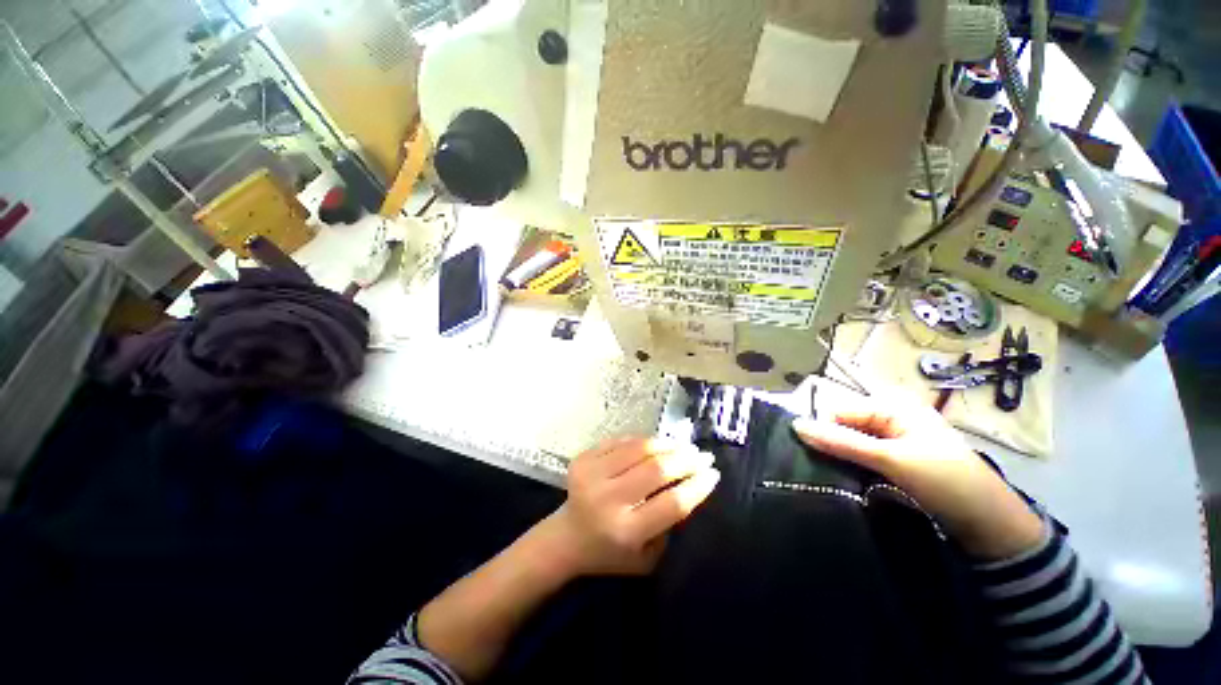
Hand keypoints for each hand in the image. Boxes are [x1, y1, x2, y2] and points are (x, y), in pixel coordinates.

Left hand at [535, 437, 720, 577]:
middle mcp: (608, 500)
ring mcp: (592, 475)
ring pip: (640, 449)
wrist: (566, 538)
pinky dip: (643, 440)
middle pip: (657, 470)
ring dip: (667, 444)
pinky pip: (621, 441)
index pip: (672, 503)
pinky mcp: (583, 459)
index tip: (713, 474)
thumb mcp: (647, 558)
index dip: (697, 486)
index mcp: (626, 532)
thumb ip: (669, 526)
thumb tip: (689, 486)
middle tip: (703, 455)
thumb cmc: (610, 554)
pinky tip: (657, 443)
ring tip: (683, 445)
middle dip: (686, 459)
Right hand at [792, 392, 1043, 559]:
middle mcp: (890, 417)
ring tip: (838, 478)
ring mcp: (894, 439)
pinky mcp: (896, 459)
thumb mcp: (891, 459)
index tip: (819, 458)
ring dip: (842, 458)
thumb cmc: (946, 481)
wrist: (991, 524)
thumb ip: (842, 442)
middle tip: (829, 470)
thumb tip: (795, 426)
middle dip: (833, 445)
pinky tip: (851, 480)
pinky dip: (854, 466)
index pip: (838, 411)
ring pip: (851, 442)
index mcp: (892, 405)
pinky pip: (863, 455)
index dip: (825, 431)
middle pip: (844, 425)